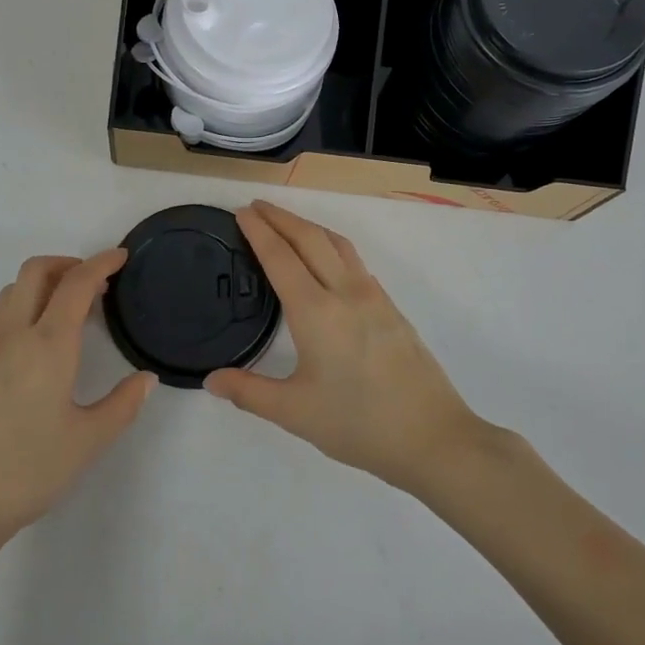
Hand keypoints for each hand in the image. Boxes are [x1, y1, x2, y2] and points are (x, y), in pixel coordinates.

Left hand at [0, 248, 153, 550]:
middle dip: (68, 264)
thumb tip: (147, 378)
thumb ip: (123, 404)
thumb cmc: (28, 471)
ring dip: (42, 282)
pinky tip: (36, 341)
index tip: (121, 256)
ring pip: (13, 290)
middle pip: (36, 271)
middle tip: (96, 283)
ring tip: (68, 308)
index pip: (76, 283)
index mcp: (48, 344)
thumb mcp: (88, 441)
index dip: (101, 262)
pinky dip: (23, 305)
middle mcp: (13, 333)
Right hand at [205, 203, 483, 494]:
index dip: (259, 231)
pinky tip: (326, 260)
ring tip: (287, 224)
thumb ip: (249, 392)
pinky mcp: (391, 307)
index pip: (280, 257)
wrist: (433, 437)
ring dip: (308, 226)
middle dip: (280, 217)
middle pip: (309, 238)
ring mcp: (373, 296)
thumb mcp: (295, 413)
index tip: (241, 212)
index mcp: (316, 312)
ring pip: (336, 243)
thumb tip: (211, 380)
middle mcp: (345, 292)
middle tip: (255, 207)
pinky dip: (330, 245)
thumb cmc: (359, 424)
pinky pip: (354, 260)